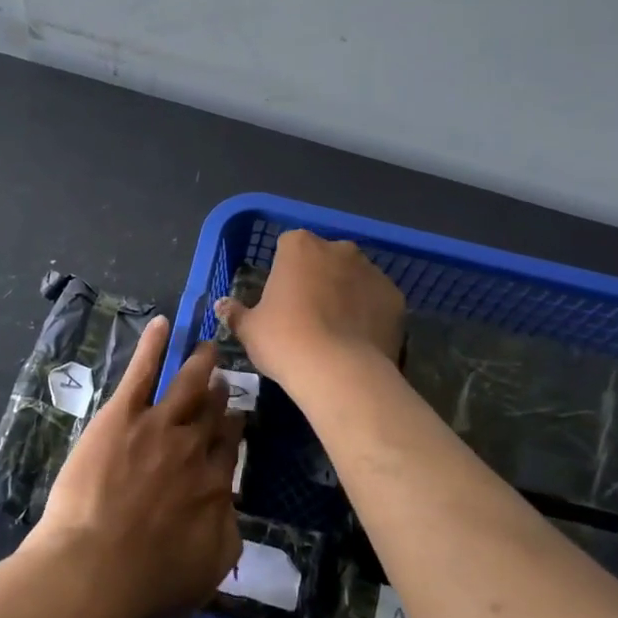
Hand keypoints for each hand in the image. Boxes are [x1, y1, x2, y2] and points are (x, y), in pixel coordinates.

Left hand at [23, 316, 242, 617]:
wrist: (95, 569)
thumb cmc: (146, 583)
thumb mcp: (207, 572)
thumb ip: (226, 533)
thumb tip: (230, 505)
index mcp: (214, 486)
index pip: (229, 448)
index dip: (233, 430)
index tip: (237, 417)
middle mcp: (192, 449)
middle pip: (211, 414)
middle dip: (219, 395)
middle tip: (223, 380)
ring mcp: (158, 426)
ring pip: (187, 386)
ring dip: (199, 364)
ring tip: (207, 348)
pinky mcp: (122, 415)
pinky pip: (142, 372)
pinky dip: (154, 346)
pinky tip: (163, 324)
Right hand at [215, 230, 405, 386]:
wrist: (340, 372)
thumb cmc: (285, 341)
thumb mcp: (249, 329)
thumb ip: (235, 313)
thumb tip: (221, 305)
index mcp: (299, 246)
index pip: (288, 246)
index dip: (284, 270)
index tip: (280, 296)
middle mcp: (338, 248)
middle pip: (325, 257)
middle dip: (318, 277)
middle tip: (307, 313)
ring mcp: (372, 271)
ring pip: (354, 277)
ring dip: (346, 293)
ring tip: (336, 330)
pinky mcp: (395, 297)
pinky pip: (377, 300)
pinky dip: (369, 313)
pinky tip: (359, 340)